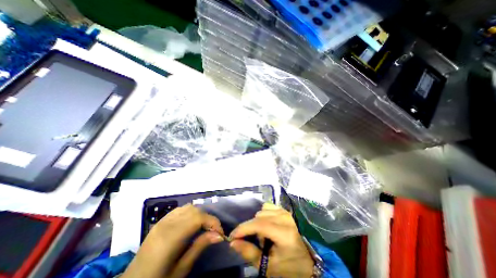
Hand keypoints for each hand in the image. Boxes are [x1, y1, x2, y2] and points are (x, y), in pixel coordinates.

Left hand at [122, 204, 224, 277]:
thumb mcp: (180, 269)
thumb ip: (199, 247)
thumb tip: (219, 235)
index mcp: (169, 238)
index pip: (198, 218)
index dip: (212, 222)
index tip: (220, 233)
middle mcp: (166, 224)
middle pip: (194, 210)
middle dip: (208, 218)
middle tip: (214, 231)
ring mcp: (162, 221)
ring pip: (188, 207)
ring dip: (200, 214)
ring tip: (204, 227)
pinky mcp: (160, 221)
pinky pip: (180, 209)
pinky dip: (190, 212)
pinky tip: (192, 223)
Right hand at [230, 203, 312, 276]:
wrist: (305, 261)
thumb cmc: (288, 267)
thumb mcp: (268, 266)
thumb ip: (249, 252)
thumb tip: (233, 242)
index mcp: (284, 233)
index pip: (259, 225)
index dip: (244, 228)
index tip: (232, 236)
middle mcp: (285, 218)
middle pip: (259, 217)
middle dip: (251, 229)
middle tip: (255, 242)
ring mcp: (285, 212)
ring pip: (261, 211)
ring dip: (258, 222)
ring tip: (263, 235)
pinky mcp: (284, 210)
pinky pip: (267, 207)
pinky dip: (263, 215)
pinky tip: (266, 225)